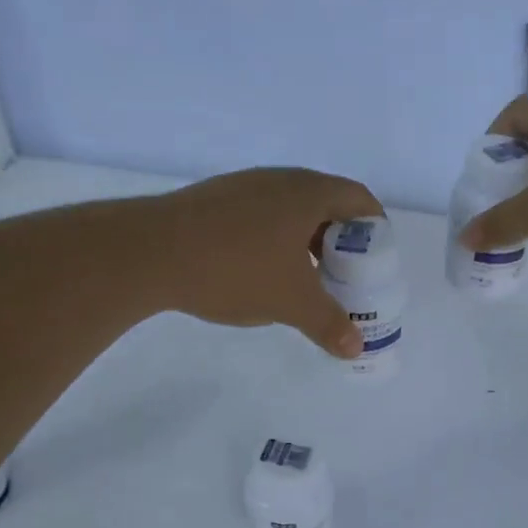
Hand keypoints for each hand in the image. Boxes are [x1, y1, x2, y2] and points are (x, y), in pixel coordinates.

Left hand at [149, 167, 382, 357]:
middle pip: (326, 202)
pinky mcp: (215, 199)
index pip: (359, 198)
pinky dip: (275, 239)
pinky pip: (261, 215)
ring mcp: (244, 186)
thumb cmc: (235, 269)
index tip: (378, 258)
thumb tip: (356, 347)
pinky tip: (261, 270)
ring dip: (306, 240)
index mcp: (308, 193)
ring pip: (290, 210)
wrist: (150, 252)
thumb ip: (329, 324)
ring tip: (305, 277)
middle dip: (341, 239)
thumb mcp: (291, 302)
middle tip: (345, 274)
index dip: (376, 227)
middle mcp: (279, 180)